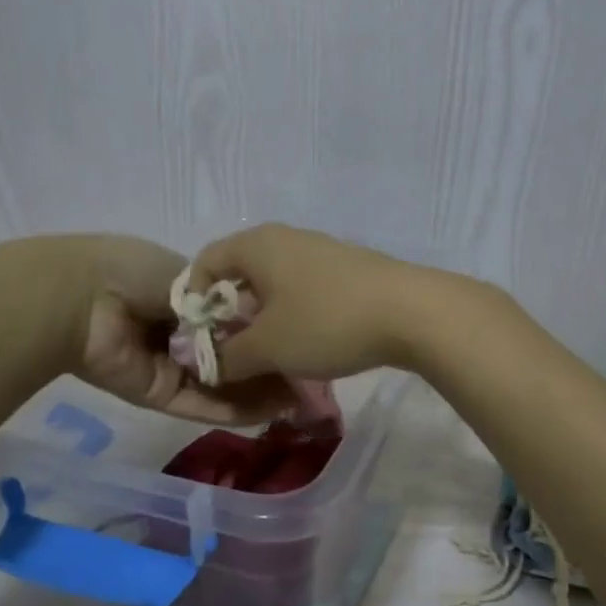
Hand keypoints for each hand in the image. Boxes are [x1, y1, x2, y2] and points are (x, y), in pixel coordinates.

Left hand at [58, 234, 297, 423]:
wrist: (82, 299)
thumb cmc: (134, 272)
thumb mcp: (188, 275)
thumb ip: (221, 301)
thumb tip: (256, 319)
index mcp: (184, 301)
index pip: (232, 322)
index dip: (264, 331)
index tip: (298, 338)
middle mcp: (180, 337)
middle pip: (232, 357)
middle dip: (267, 366)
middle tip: (309, 379)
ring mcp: (172, 369)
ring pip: (224, 386)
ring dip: (259, 394)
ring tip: (300, 401)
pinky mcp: (163, 396)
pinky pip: (205, 404)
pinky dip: (236, 410)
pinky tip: (272, 412)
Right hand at [188, 224, 445, 381]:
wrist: (412, 313)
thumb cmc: (326, 322)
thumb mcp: (268, 347)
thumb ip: (228, 357)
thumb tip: (210, 366)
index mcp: (257, 244)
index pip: (205, 262)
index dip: (192, 301)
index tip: (198, 340)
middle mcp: (287, 239)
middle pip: (242, 276)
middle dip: (232, 319)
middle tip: (233, 356)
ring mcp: (322, 253)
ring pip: (277, 288)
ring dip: (266, 324)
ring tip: (271, 360)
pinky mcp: (350, 272)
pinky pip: (307, 294)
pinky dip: (297, 320)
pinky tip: (309, 349)